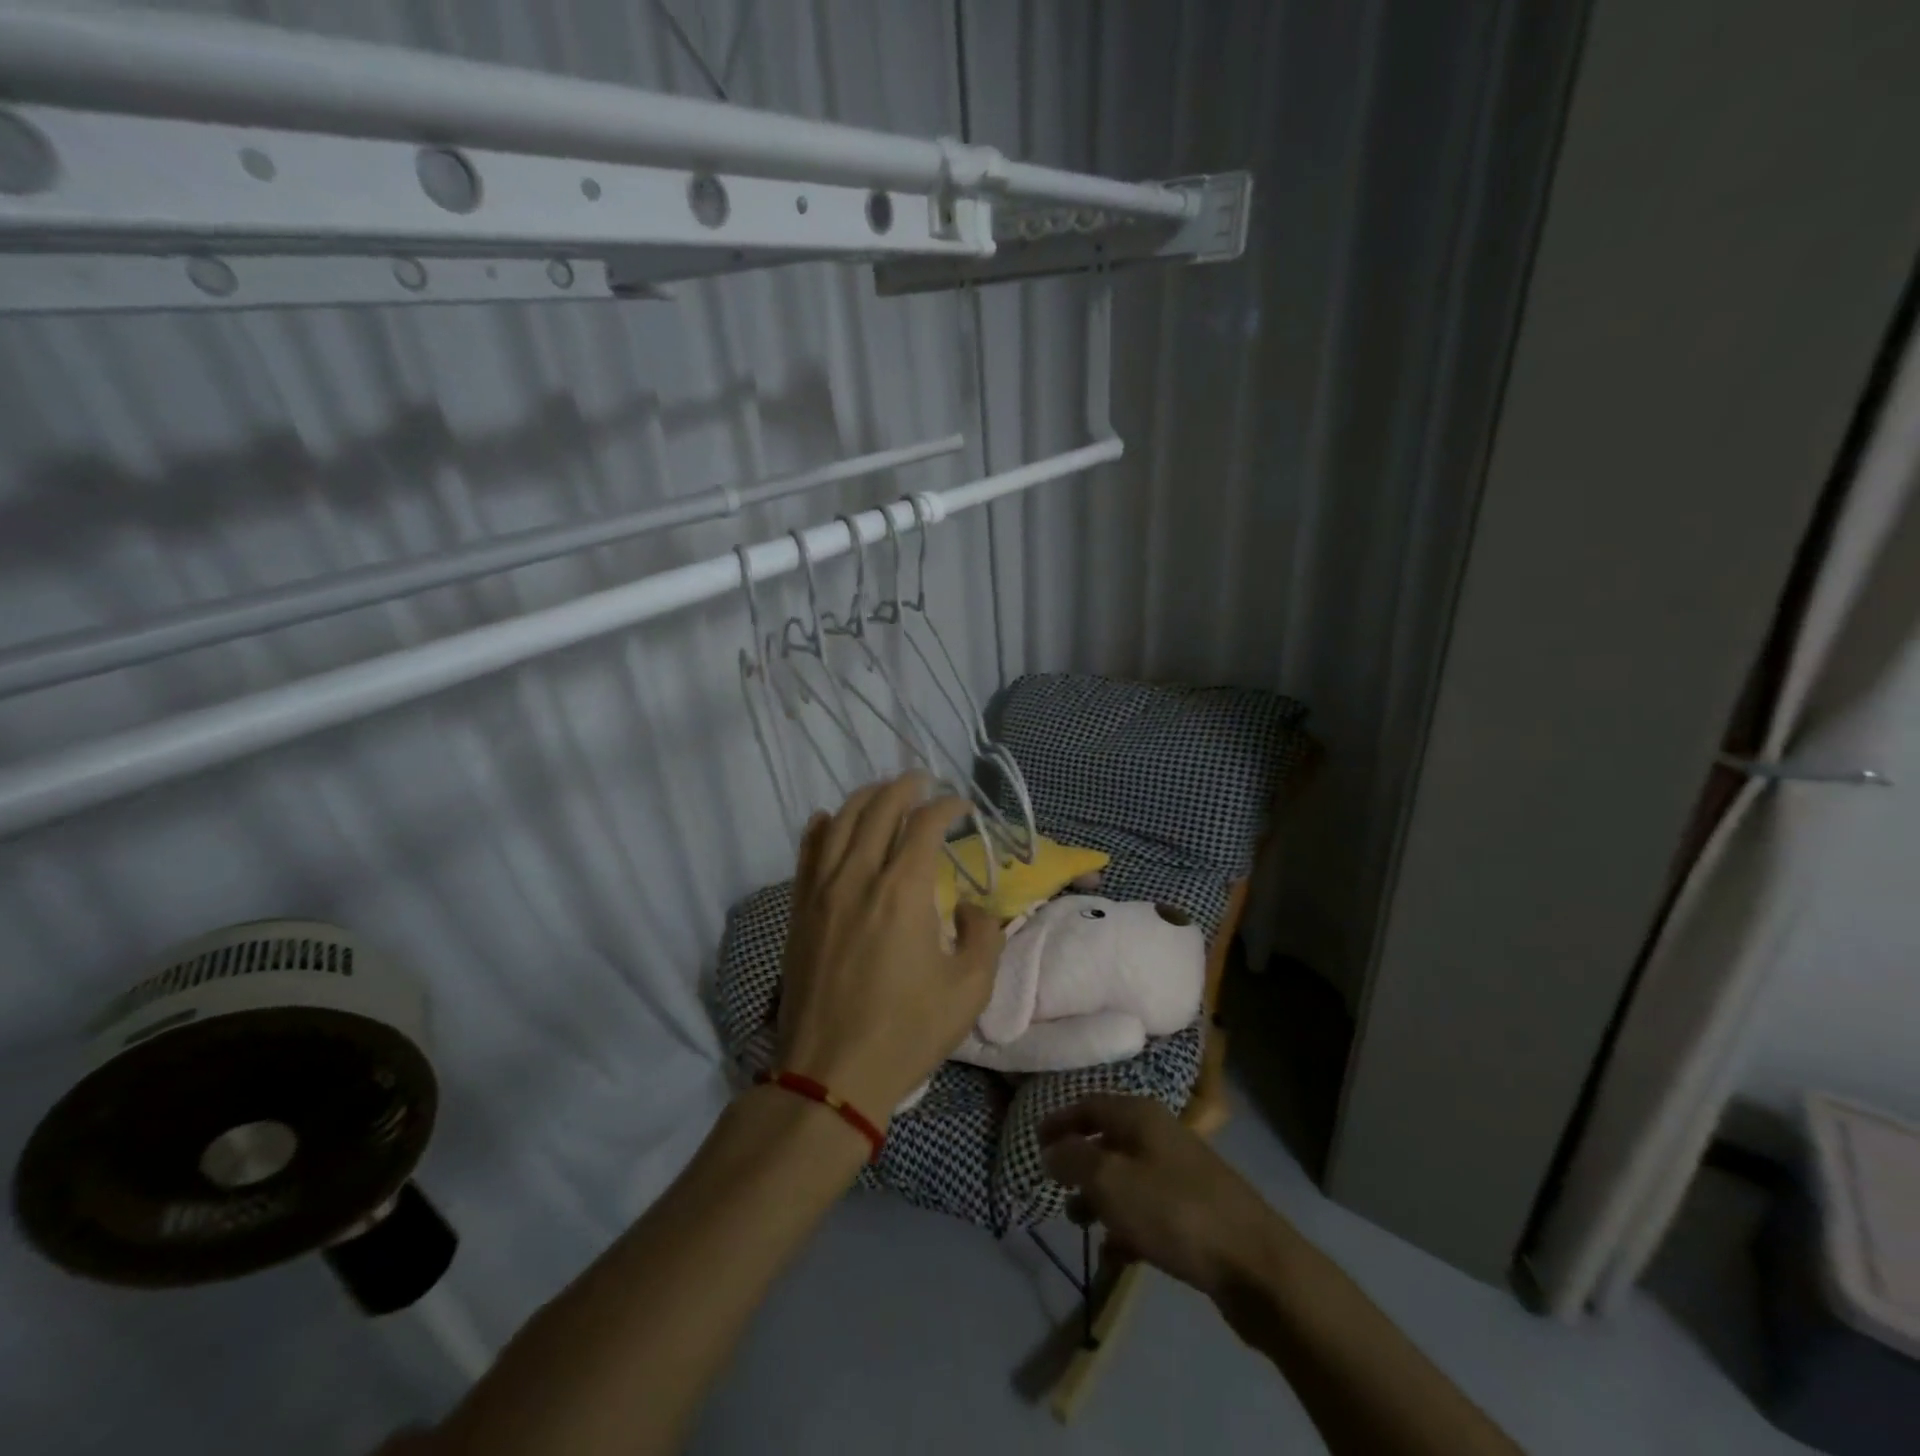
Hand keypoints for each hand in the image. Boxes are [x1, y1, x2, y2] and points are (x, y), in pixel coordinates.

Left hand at [776, 773, 1002, 1118]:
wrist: (831, 1073)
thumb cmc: (906, 1032)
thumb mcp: (970, 989)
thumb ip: (984, 934)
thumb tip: (967, 905)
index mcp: (902, 891)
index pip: (925, 823)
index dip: (947, 806)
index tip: (963, 807)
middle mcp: (858, 877)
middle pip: (879, 808)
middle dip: (905, 787)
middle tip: (924, 782)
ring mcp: (821, 891)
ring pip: (840, 821)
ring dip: (866, 798)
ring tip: (885, 793)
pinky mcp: (800, 909)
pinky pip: (808, 851)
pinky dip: (824, 826)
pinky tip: (831, 820)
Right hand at [1039, 1094, 1280, 1297]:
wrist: (1254, 1263)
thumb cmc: (1173, 1210)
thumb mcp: (1110, 1180)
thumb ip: (1074, 1160)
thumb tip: (1052, 1150)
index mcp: (1139, 1115)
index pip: (1089, 1104)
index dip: (1060, 1120)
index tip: (1034, 1141)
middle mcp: (1159, 1134)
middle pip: (1108, 1139)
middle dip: (1079, 1162)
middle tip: (1054, 1186)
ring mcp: (1180, 1173)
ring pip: (1127, 1177)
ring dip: (1100, 1197)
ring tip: (1078, 1223)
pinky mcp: (1194, 1211)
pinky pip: (1148, 1211)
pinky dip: (1127, 1227)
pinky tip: (1114, 1254)